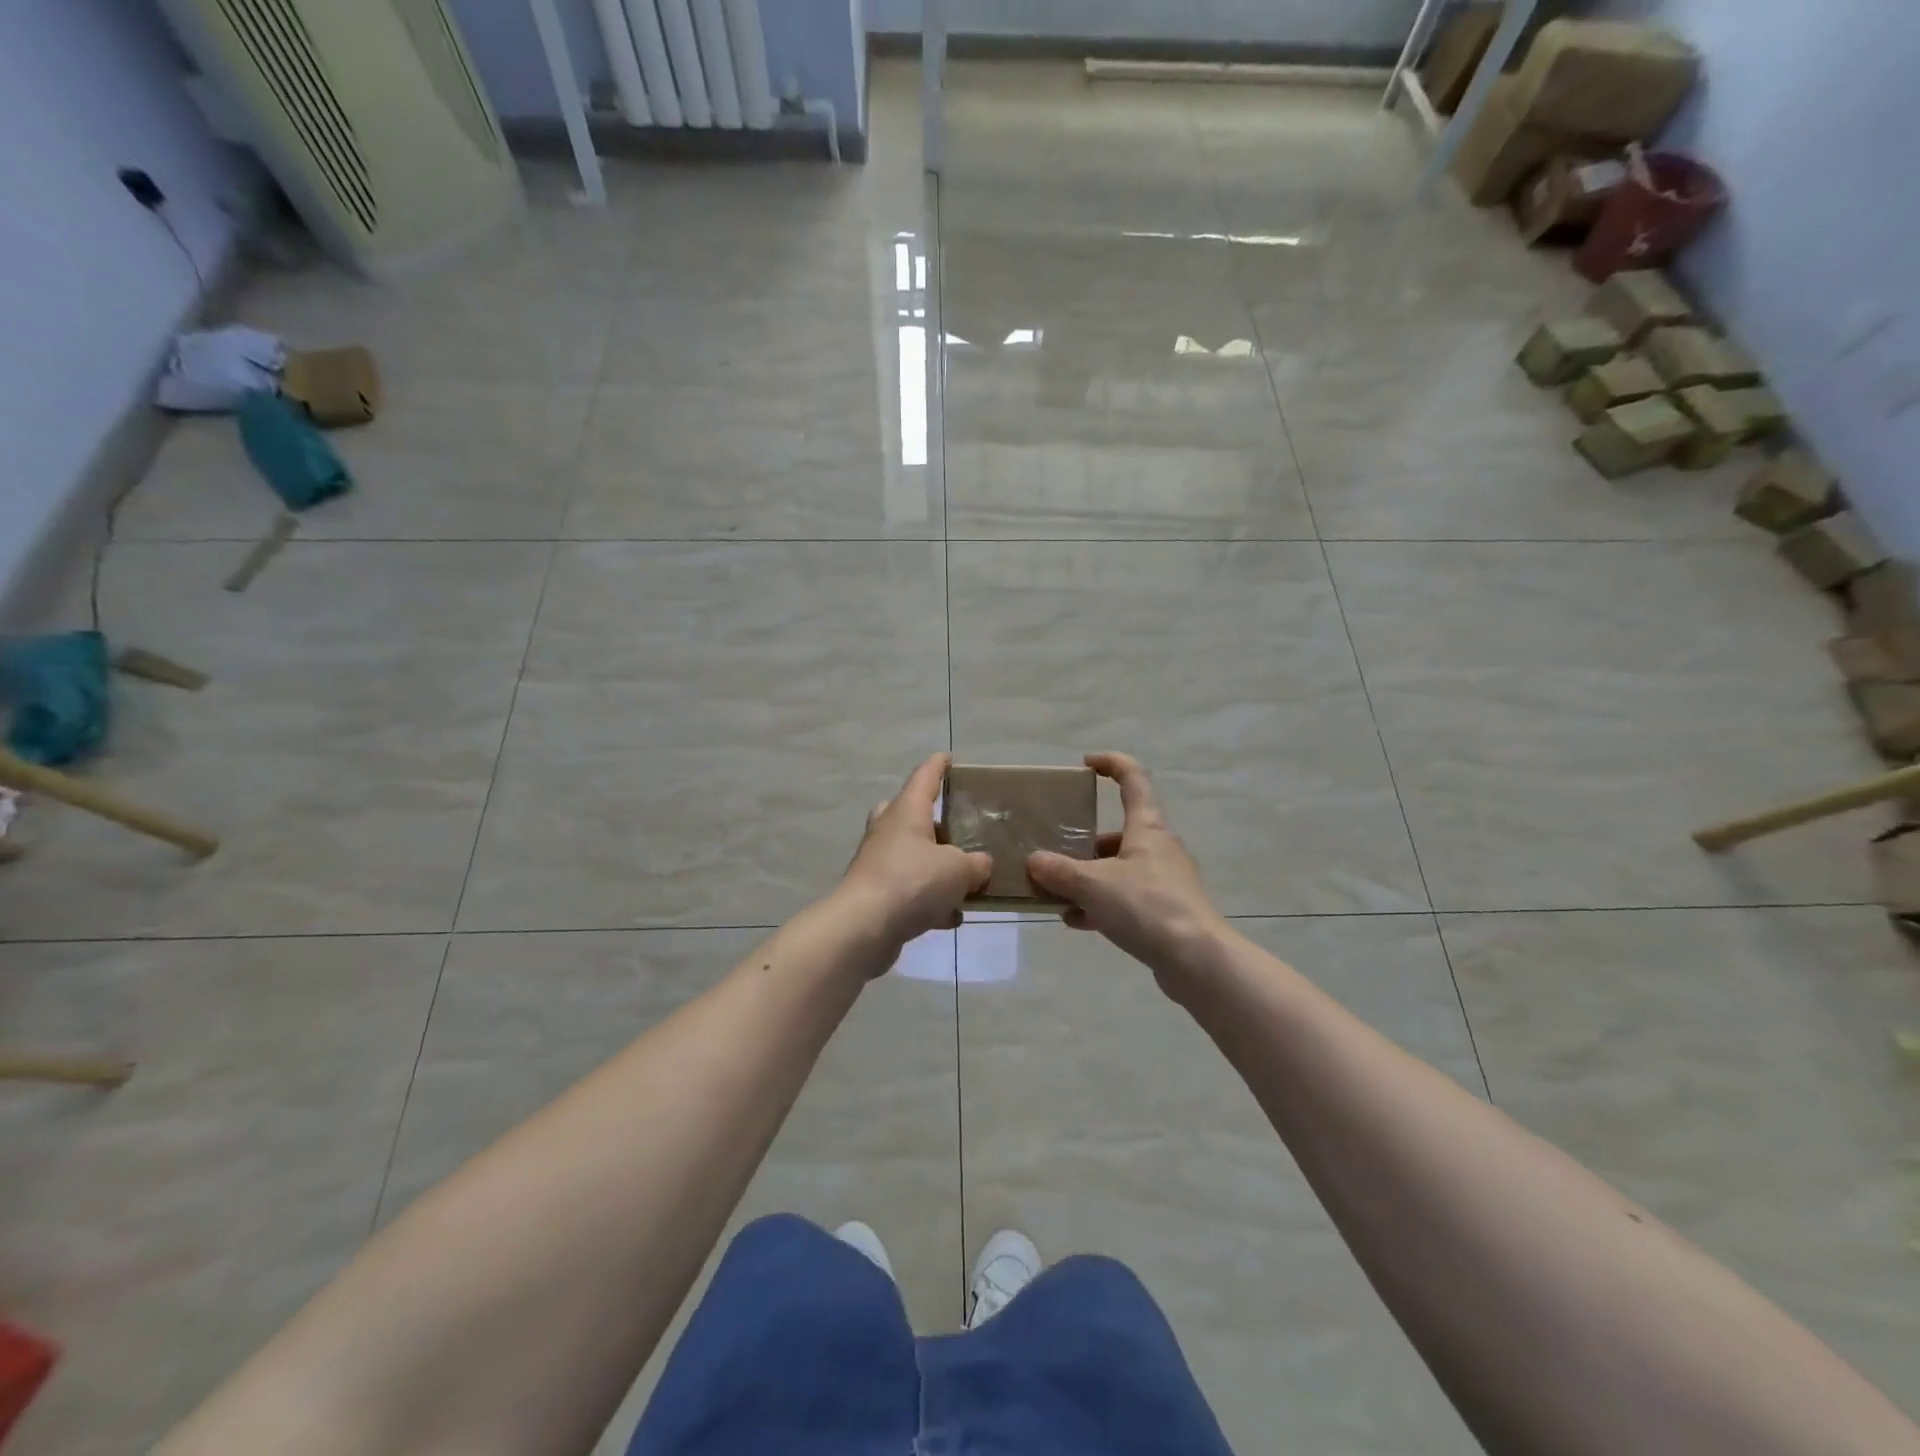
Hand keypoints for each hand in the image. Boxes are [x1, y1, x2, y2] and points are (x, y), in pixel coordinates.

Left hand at [838, 753, 991, 949]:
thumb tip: (980, 865)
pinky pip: (908, 889)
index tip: (949, 758)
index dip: (938, 766)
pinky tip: (951, 917)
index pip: (924, 777)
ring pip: (908, 853)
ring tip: (963, 880)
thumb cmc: (912, 882)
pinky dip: (928, 899)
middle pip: (907, 812)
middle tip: (954, 828)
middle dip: (929, 818)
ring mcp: (877, 862)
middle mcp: (888, 830)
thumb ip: (976, 864)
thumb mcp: (958, 870)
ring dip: (933, 864)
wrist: (864, 927)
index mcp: (907, 811)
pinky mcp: (874, 894)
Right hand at [1026, 753, 1230, 995]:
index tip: (1085, 763)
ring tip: (1055, 893)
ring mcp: (1164, 881)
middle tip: (1053, 850)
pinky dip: (1100, 905)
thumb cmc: (1147, 907)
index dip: (1111, 764)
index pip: (1133, 779)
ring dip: (1087, 878)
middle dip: (1083, 842)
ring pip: (1117, 869)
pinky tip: (1077, 922)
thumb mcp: (1094, 886)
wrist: (1197, 962)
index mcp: (1147, 828)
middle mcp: (1158, 848)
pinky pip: (1125, 899)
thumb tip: (1034, 861)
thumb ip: (1060, 871)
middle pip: (1118, 832)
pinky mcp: (1164, 912)